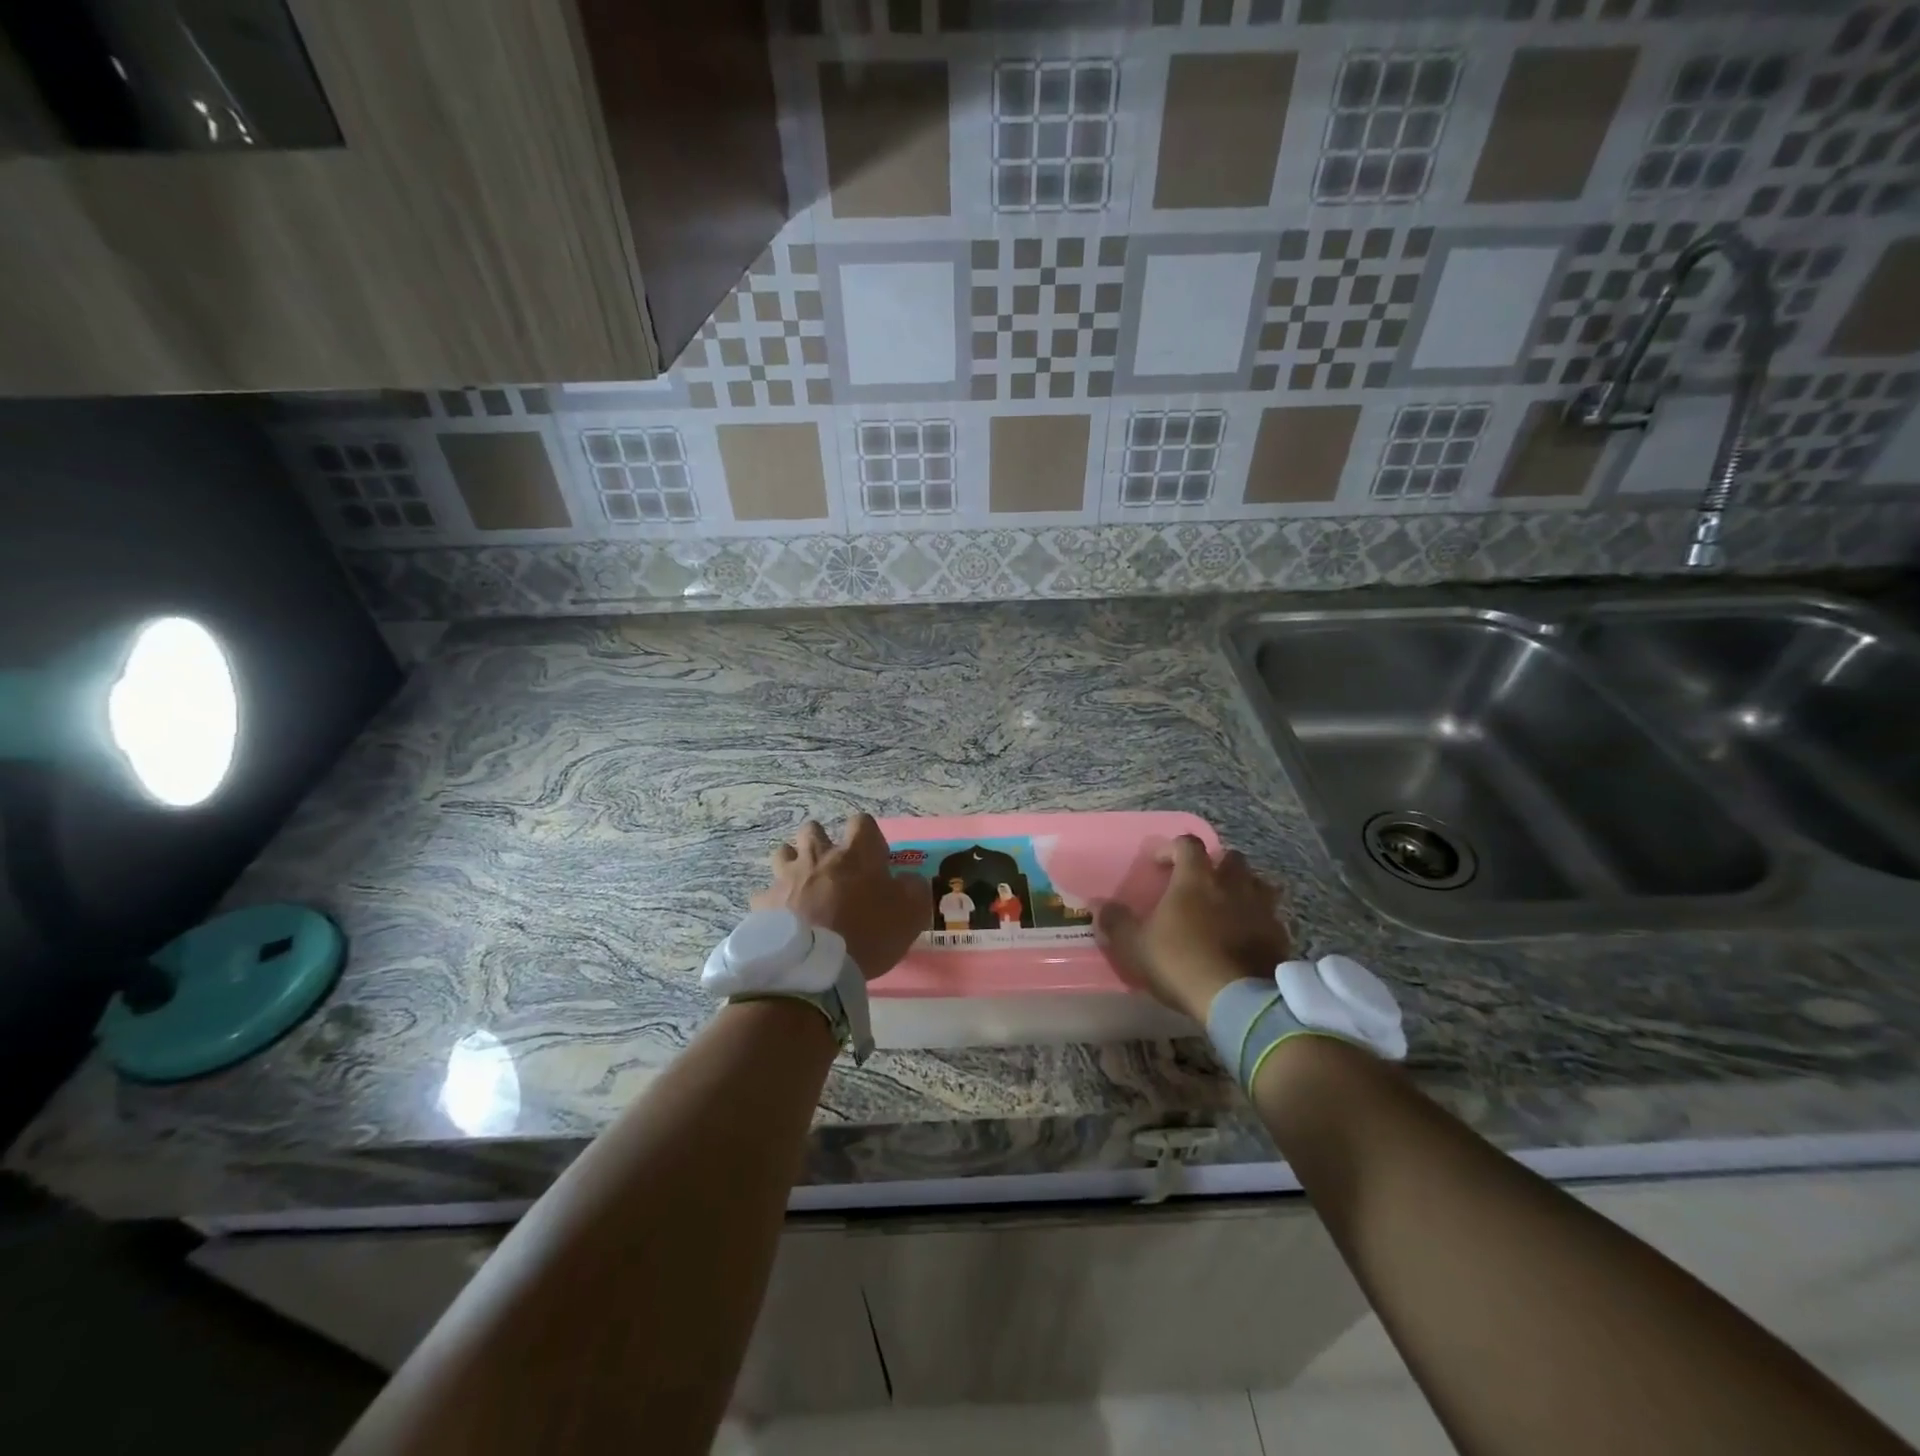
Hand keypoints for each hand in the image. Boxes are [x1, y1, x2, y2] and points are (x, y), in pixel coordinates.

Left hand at [753, 814, 926, 981]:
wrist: (815, 967)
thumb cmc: (868, 934)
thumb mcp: (911, 913)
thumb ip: (913, 889)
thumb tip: (906, 880)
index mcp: (856, 854)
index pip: (862, 822)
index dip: (869, 837)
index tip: (874, 860)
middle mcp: (819, 856)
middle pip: (813, 829)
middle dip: (822, 842)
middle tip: (833, 869)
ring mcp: (787, 877)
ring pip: (783, 852)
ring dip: (793, 863)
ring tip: (802, 886)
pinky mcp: (764, 902)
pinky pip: (766, 894)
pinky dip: (774, 902)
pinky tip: (781, 919)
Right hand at [1094, 835, 1291, 1022]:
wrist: (1239, 1001)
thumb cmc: (1180, 963)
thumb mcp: (1135, 945)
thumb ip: (1116, 922)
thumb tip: (1098, 905)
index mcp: (1196, 878)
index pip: (1187, 844)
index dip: (1172, 848)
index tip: (1159, 864)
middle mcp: (1232, 884)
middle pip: (1231, 858)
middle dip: (1216, 865)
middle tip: (1200, 883)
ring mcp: (1261, 908)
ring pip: (1258, 884)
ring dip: (1243, 888)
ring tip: (1229, 906)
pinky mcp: (1280, 935)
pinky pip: (1271, 917)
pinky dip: (1259, 920)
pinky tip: (1247, 937)